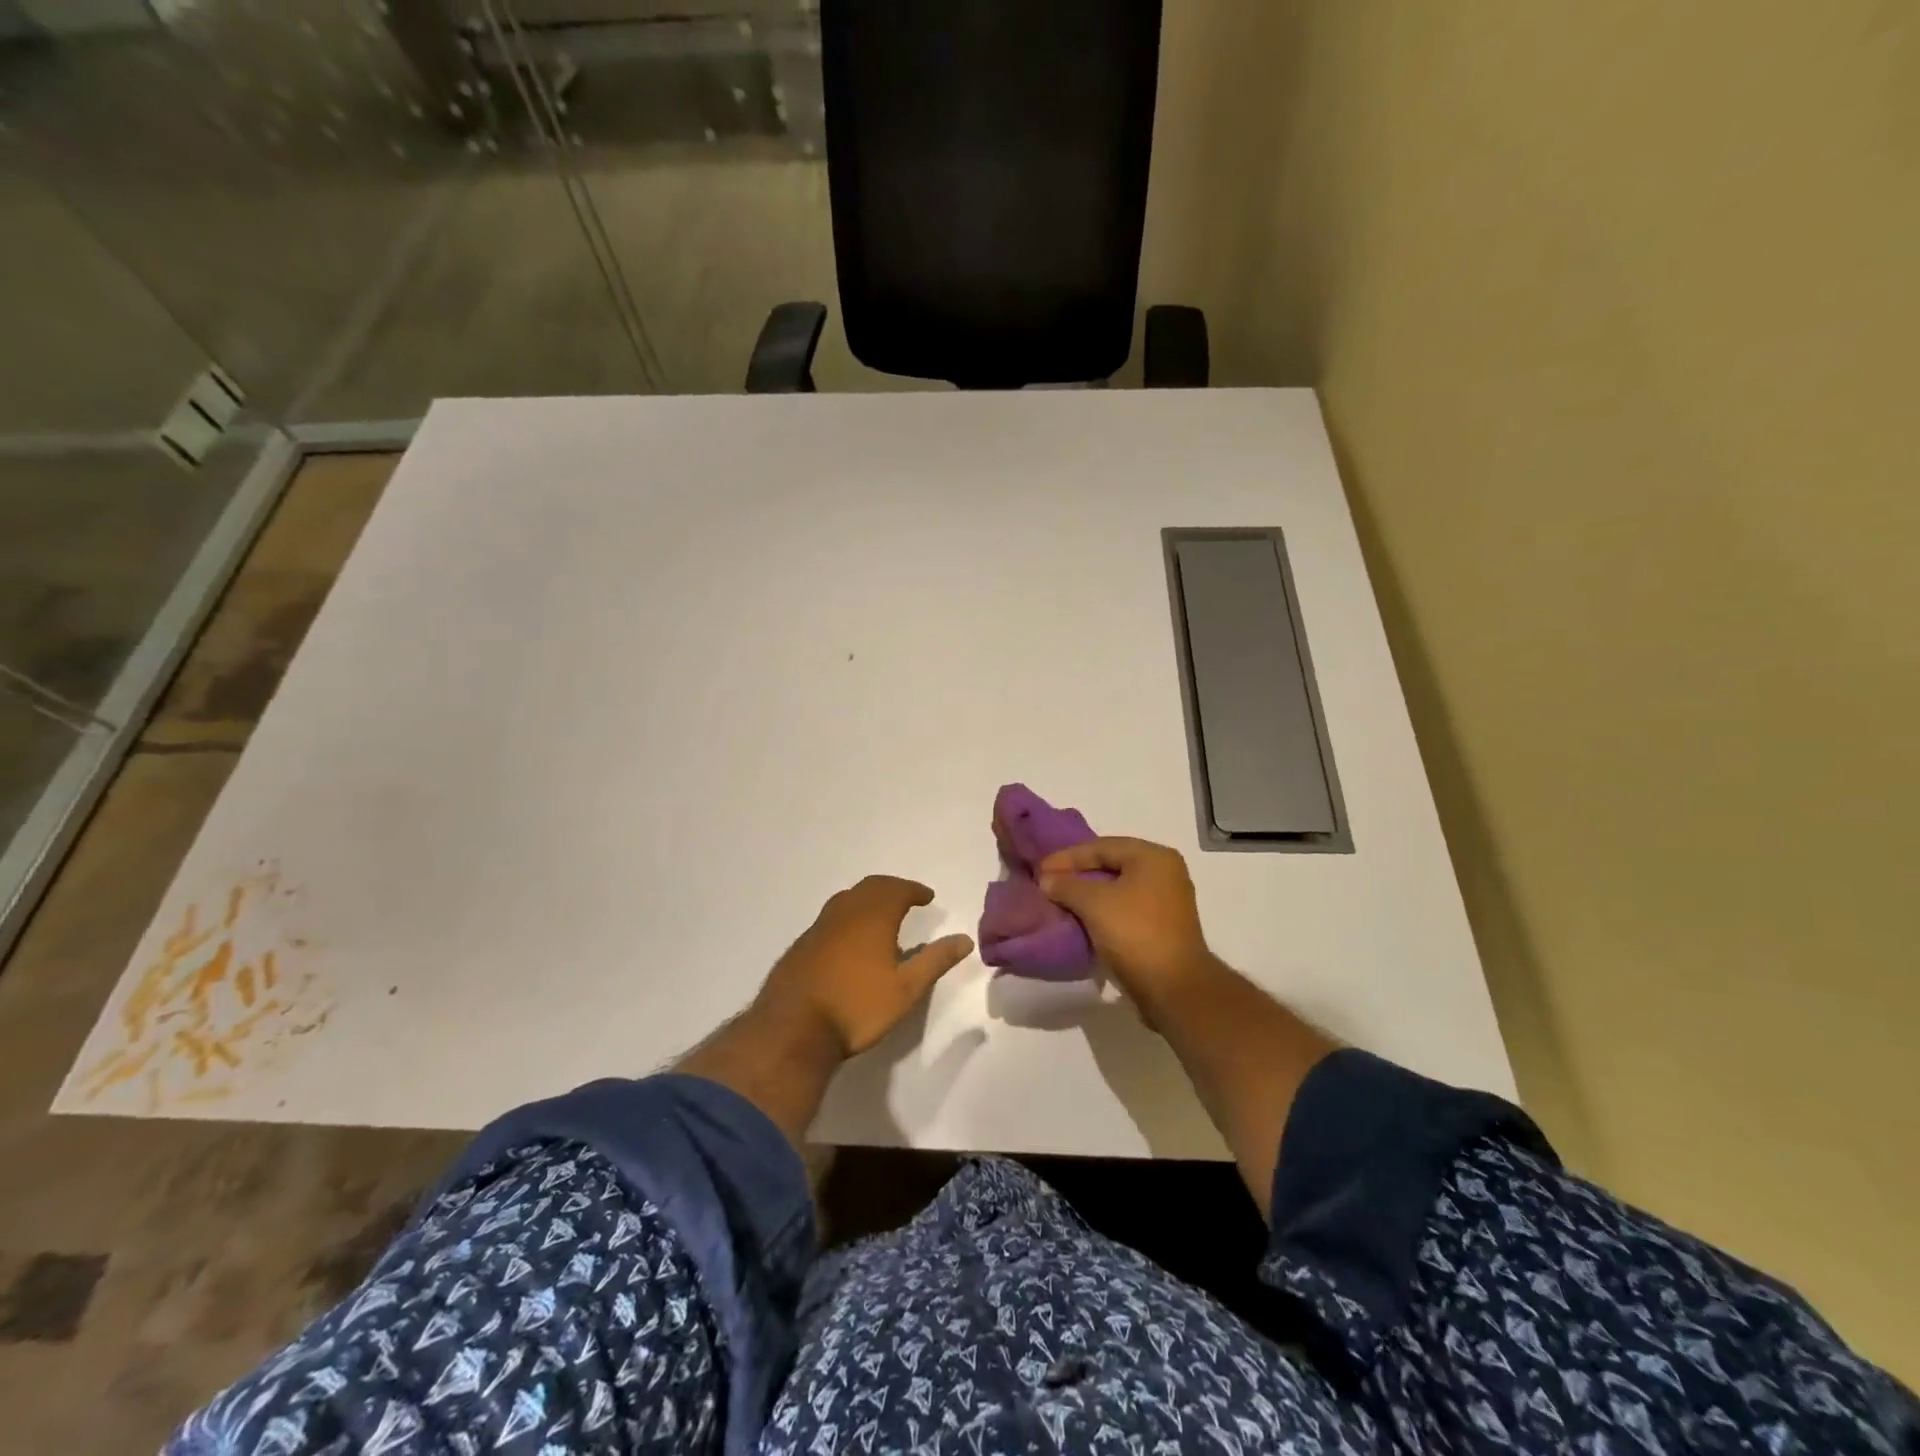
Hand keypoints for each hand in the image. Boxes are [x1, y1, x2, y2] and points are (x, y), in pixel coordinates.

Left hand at [755, 876, 973, 1056]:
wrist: (793, 1028)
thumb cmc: (857, 1007)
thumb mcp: (906, 989)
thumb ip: (935, 961)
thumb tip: (964, 939)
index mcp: (872, 916)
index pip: (897, 889)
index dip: (914, 890)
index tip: (927, 897)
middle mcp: (844, 913)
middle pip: (870, 888)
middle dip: (891, 889)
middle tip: (907, 899)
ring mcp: (819, 927)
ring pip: (847, 900)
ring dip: (867, 900)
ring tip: (881, 917)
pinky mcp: (801, 945)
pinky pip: (831, 918)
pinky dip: (848, 917)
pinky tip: (851, 942)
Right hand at [1038, 838, 1213, 1010]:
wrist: (1173, 988)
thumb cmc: (1135, 933)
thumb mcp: (1094, 903)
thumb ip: (1066, 885)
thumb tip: (1046, 880)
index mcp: (1154, 857)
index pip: (1102, 846)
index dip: (1067, 857)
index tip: (1040, 869)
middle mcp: (1164, 872)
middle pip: (1111, 864)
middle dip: (1077, 874)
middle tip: (1047, 882)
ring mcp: (1166, 901)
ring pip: (1117, 888)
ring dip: (1088, 894)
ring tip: (1059, 899)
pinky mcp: (1162, 926)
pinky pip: (1124, 908)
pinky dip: (1101, 910)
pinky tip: (1080, 918)